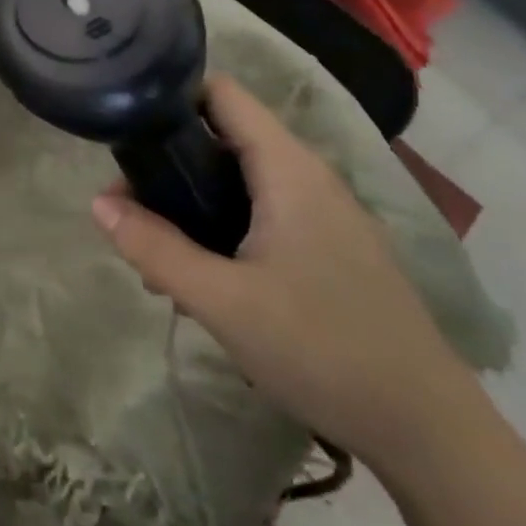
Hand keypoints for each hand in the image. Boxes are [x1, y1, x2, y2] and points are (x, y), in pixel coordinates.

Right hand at [91, 75, 480, 473]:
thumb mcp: (222, 301)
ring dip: (191, 204)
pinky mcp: (331, 248)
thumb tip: (97, 203)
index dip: (170, 96)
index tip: (125, 127)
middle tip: (129, 210)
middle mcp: (308, 176)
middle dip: (169, 165)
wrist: (428, 432)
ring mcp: (324, 213)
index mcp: (287, 168)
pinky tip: (203, 281)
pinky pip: (262, 214)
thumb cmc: (322, 349)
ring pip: (240, 181)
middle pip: (223, 136)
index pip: (221, 93)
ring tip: (156, 256)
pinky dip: (222, 228)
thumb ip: (155, 248)